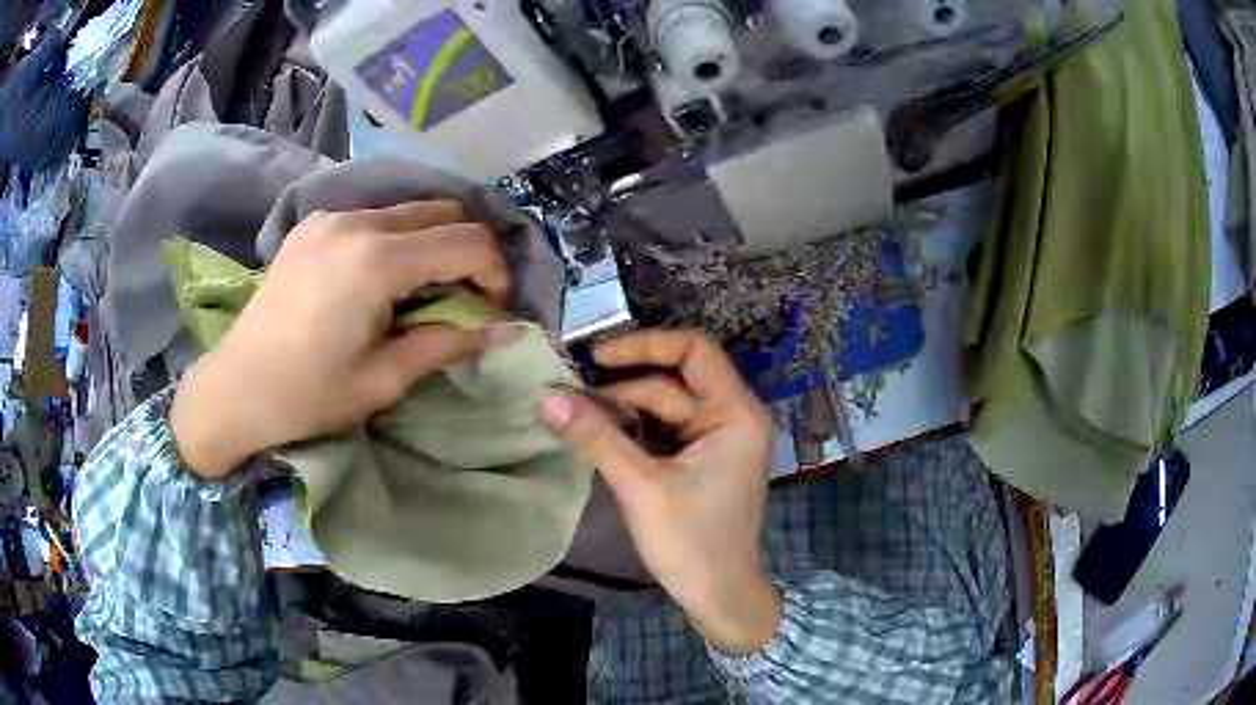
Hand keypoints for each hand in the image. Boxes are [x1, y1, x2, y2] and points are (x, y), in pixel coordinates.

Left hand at [172, 201, 518, 478]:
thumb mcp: (384, 378)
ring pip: (407, 211)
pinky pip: (372, 218)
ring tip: (418, 291)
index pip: (467, 242)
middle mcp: (356, 222)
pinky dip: (394, 240)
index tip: (492, 310)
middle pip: (442, 212)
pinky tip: (377, 280)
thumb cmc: (309, 395)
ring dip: (429, 244)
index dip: (494, 273)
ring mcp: (330, 218)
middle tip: (461, 297)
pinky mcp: (312, 225)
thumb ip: (447, 343)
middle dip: (467, 251)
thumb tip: (506, 332)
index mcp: (376, 261)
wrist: (236, 388)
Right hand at [538, 331, 782, 654]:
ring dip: (621, 412)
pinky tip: (598, 439)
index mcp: (734, 413)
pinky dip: (632, 433)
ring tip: (575, 420)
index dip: (644, 345)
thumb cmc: (692, 541)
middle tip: (569, 399)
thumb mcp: (641, 487)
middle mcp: (731, 418)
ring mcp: (717, 441)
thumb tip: (545, 397)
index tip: (596, 357)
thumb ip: (595, 438)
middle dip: (621, 389)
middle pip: (672, 382)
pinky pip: (663, 433)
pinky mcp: (701, 462)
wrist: (719, 596)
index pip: (693, 350)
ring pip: (663, 408)